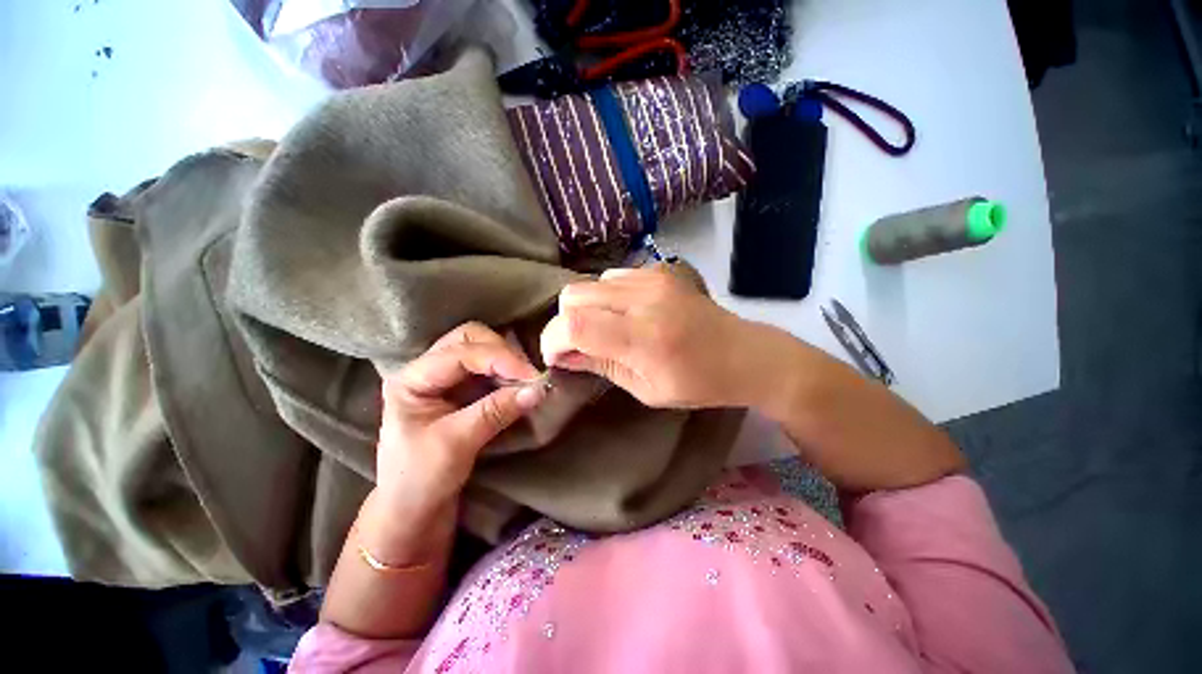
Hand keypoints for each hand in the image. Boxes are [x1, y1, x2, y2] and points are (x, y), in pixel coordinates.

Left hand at [375, 322, 546, 517]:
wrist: (412, 510)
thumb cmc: (420, 480)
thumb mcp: (456, 444)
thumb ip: (496, 411)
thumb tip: (537, 390)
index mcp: (412, 379)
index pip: (461, 352)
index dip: (499, 359)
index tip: (532, 377)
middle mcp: (427, 369)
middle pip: (470, 338)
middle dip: (502, 352)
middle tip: (527, 377)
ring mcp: (445, 377)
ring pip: (482, 348)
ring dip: (508, 361)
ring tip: (527, 382)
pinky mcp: (462, 389)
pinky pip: (490, 367)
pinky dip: (508, 372)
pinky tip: (519, 386)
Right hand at [540, 265, 772, 408]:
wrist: (744, 354)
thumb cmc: (698, 384)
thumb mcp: (645, 390)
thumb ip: (600, 365)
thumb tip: (563, 355)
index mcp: (643, 338)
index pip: (574, 325)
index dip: (553, 340)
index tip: (557, 357)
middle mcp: (644, 299)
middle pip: (573, 295)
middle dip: (565, 323)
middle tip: (579, 345)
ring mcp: (653, 278)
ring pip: (589, 284)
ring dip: (586, 309)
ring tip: (606, 329)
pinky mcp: (660, 270)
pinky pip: (612, 277)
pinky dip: (606, 297)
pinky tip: (625, 313)